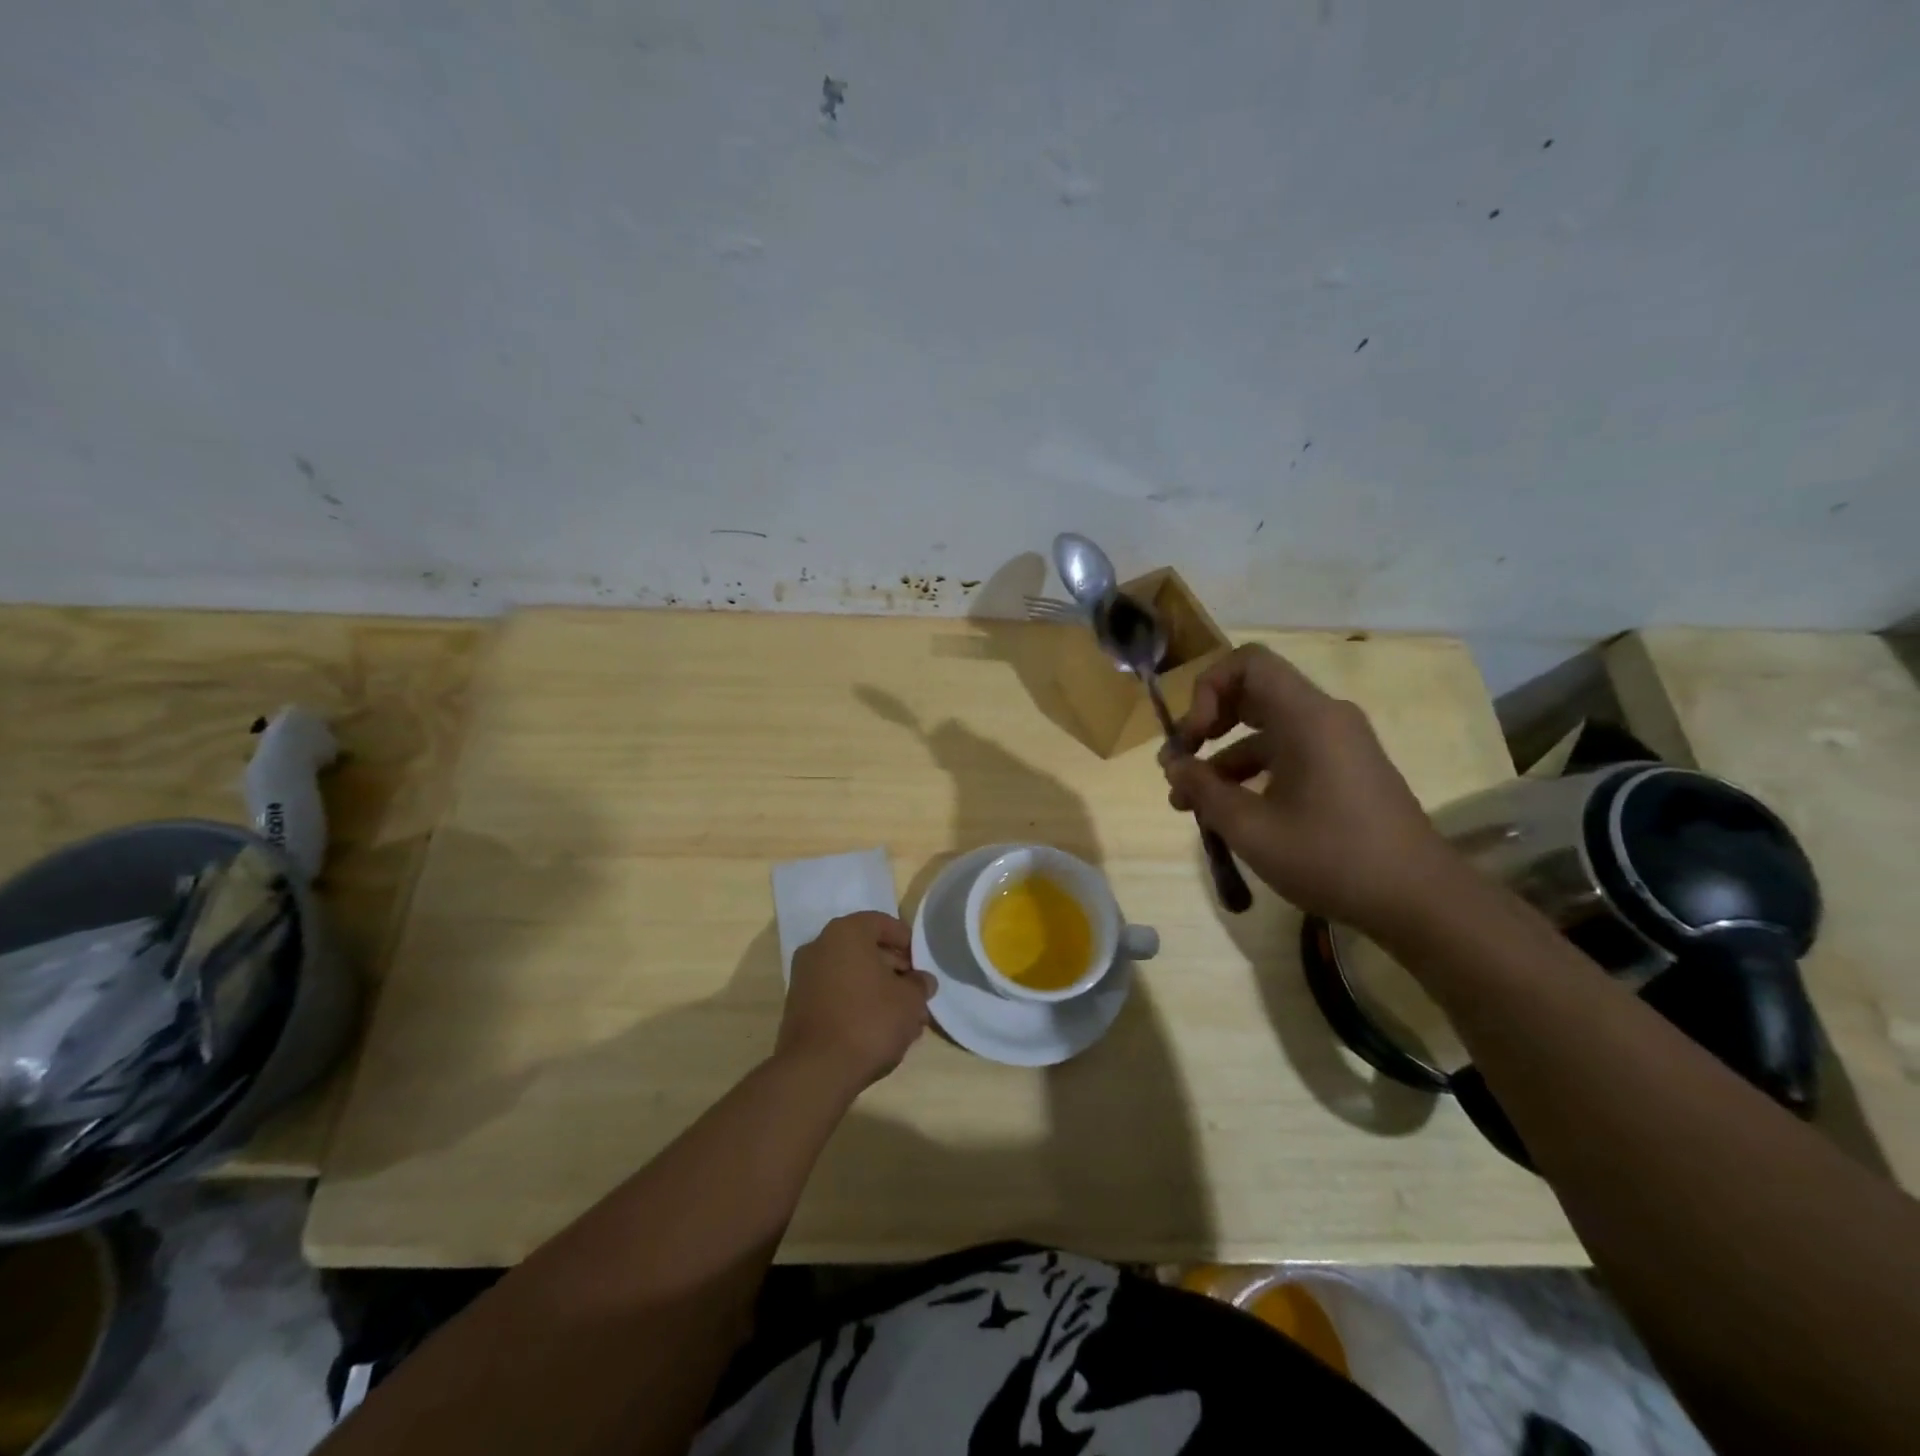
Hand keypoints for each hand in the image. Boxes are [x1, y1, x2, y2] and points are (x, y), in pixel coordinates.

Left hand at [777, 912, 935, 1093]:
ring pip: (852, 975)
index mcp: (846, 933)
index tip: (922, 964)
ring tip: (903, 1018)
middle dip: (894, 970)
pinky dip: (858, 1004)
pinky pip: (836, 995)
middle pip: (865, 950)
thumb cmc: (869, 1020)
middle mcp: (820, 946)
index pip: (882, 923)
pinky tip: (879, 1029)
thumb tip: (922, 981)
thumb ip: (919, 984)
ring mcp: (804, 977)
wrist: (816, 1070)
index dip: (906, 941)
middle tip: (916, 993)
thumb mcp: (909, 1001)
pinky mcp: (798, 1006)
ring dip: (878, 990)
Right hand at [1160, 644, 1455, 934]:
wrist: (1420, 901)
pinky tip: (1229, 814)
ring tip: (1188, 804)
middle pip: (1253, 694)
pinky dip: (1252, 774)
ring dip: (1222, 759)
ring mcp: (1338, 745)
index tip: (1193, 739)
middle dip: (1207, 725)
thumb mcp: (1251, 829)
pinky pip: (1287, 754)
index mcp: (1307, 718)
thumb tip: (1174, 767)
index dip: (1208, 689)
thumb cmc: (1332, 858)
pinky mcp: (1344, 771)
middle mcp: (1325, 718)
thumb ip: (1204, 790)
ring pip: (1265, 731)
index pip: (1248, 663)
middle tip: (1178, 764)